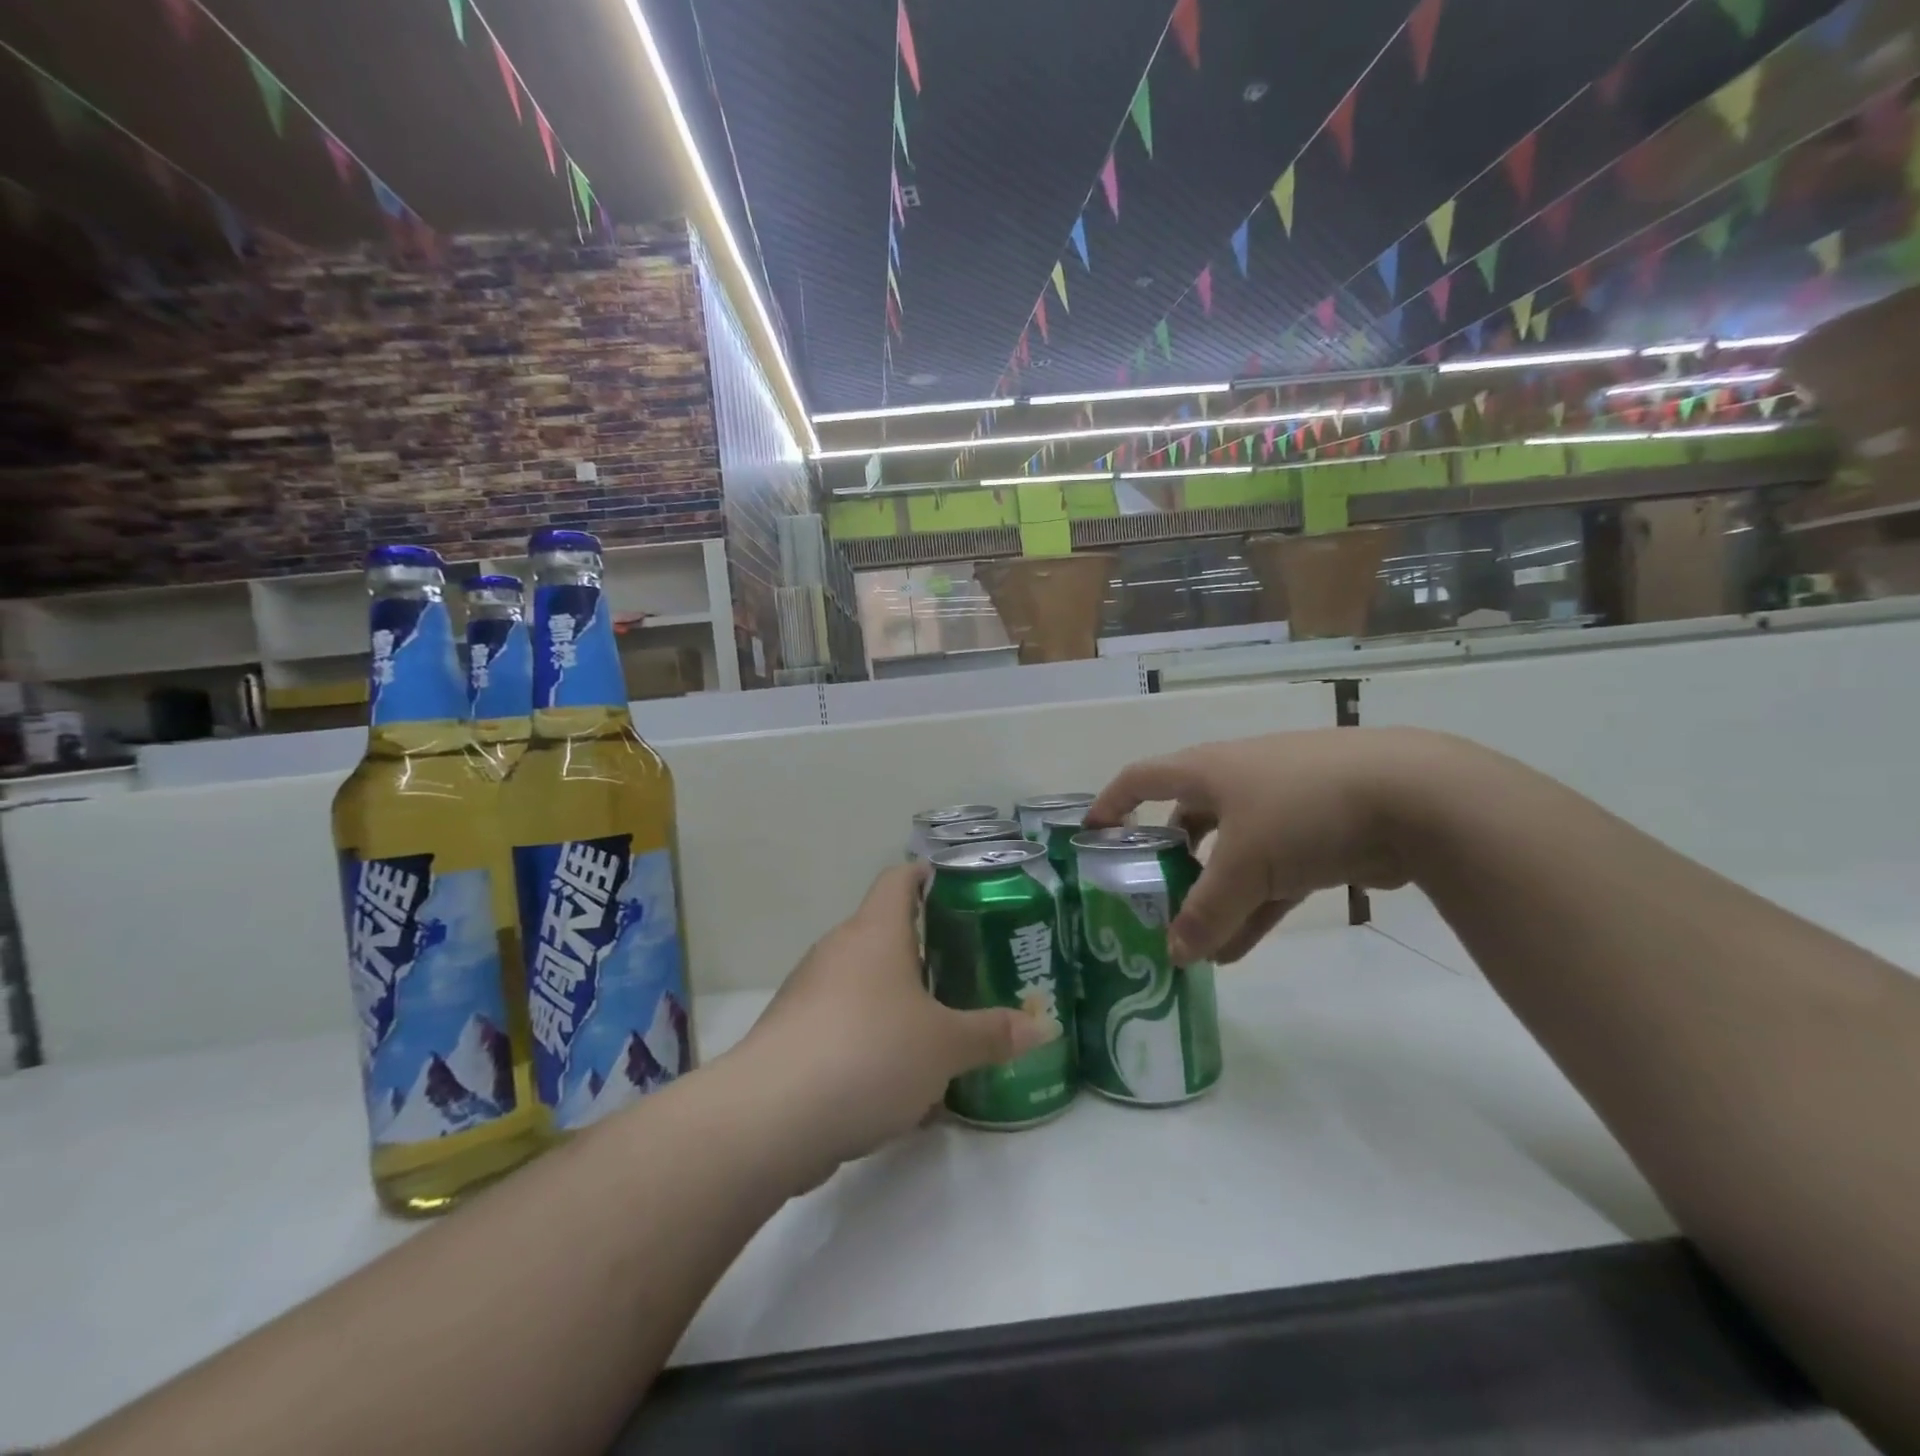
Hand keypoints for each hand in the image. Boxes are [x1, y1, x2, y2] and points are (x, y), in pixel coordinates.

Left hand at [729, 864, 1057, 1189]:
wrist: (772, 1116)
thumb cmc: (870, 1053)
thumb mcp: (944, 1046)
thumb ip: (992, 1034)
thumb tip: (1043, 1025)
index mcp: (875, 932)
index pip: (899, 879)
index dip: (927, 875)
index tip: (957, 887)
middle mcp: (839, 950)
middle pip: (884, 933)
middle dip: (923, 950)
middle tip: (967, 969)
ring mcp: (809, 992)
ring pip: (864, 983)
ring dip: (898, 1002)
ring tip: (940, 1030)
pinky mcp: (793, 1035)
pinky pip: (844, 1025)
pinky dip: (872, 1041)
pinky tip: (900, 1085)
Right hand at [1088, 728, 1427, 965]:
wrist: (1415, 797)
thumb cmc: (1302, 809)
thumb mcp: (1244, 864)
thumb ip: (1205, 912)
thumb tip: (1173, 954)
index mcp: (1208, 770)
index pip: (1141, 778)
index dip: (1111, 802)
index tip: (1091, 835)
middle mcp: (1238, 783)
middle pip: (1188, 822)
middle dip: (1168, 863)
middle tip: (1149, 901)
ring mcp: (1281, 810)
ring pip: (1231, 858)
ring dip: (1212, 900)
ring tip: (1192, 946)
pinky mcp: (1318, 839)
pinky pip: (1271, 878)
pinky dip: (1252, 910)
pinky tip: (1236, 952)